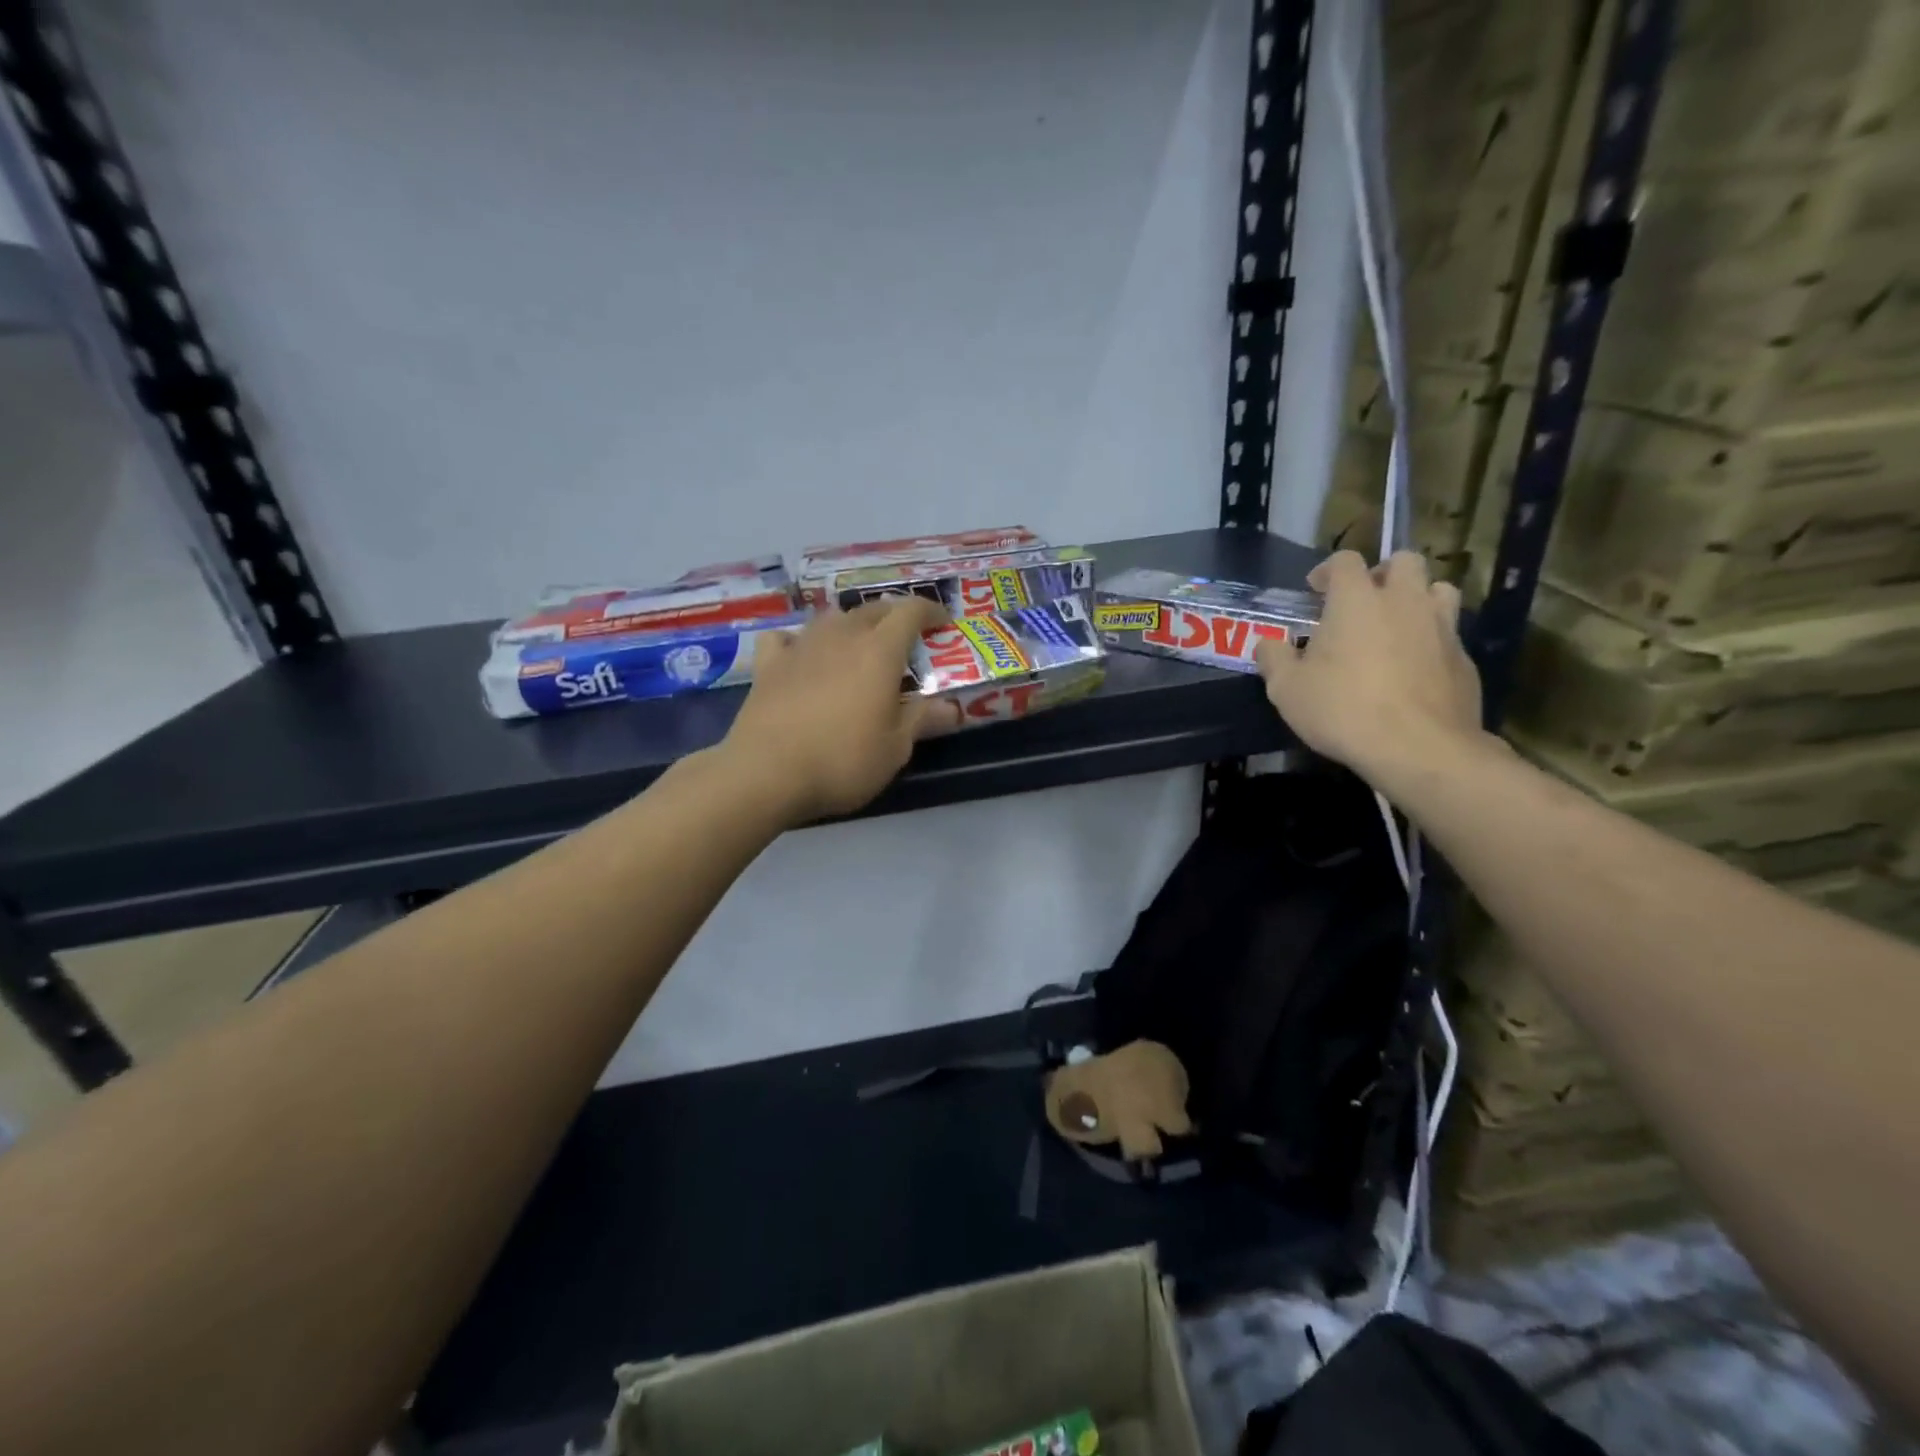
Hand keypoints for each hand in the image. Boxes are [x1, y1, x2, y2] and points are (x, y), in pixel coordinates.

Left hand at [722, 596, 951, 823]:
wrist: (767, 772)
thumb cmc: (843, 760)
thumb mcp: (894, 748)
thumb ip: (921, 720)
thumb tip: (951, 708)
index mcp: (879, 651)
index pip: (910, 611)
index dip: (930, 610)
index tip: (942, 621)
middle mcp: (841, 636)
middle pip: (872, 609)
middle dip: (894, 616)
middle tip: (905, 636)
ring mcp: (801, 645)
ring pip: (831, 618)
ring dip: (850, 624)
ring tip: (857, 644)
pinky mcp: (769, 663)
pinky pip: (787, 637)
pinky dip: (800, 640)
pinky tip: (801, 654)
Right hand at [1254, 551, 1486, 788]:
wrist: (1418, 747)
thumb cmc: (1342, 709)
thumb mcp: (1286, 689)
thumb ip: (1273, 659)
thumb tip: (1269, 644)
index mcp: (1356, 599)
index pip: (1345, 560)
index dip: (1328, 571)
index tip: (1315, 591)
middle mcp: (1404, 601)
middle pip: (1405, 561)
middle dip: (1383, 573)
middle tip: (1364, 601)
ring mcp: (1442, 627)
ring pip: (1439, 590)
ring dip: (1417, 599)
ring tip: (1397, 626)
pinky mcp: (1464, 658)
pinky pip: (1449, 634)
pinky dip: (1431, 640)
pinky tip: (1414, 669)